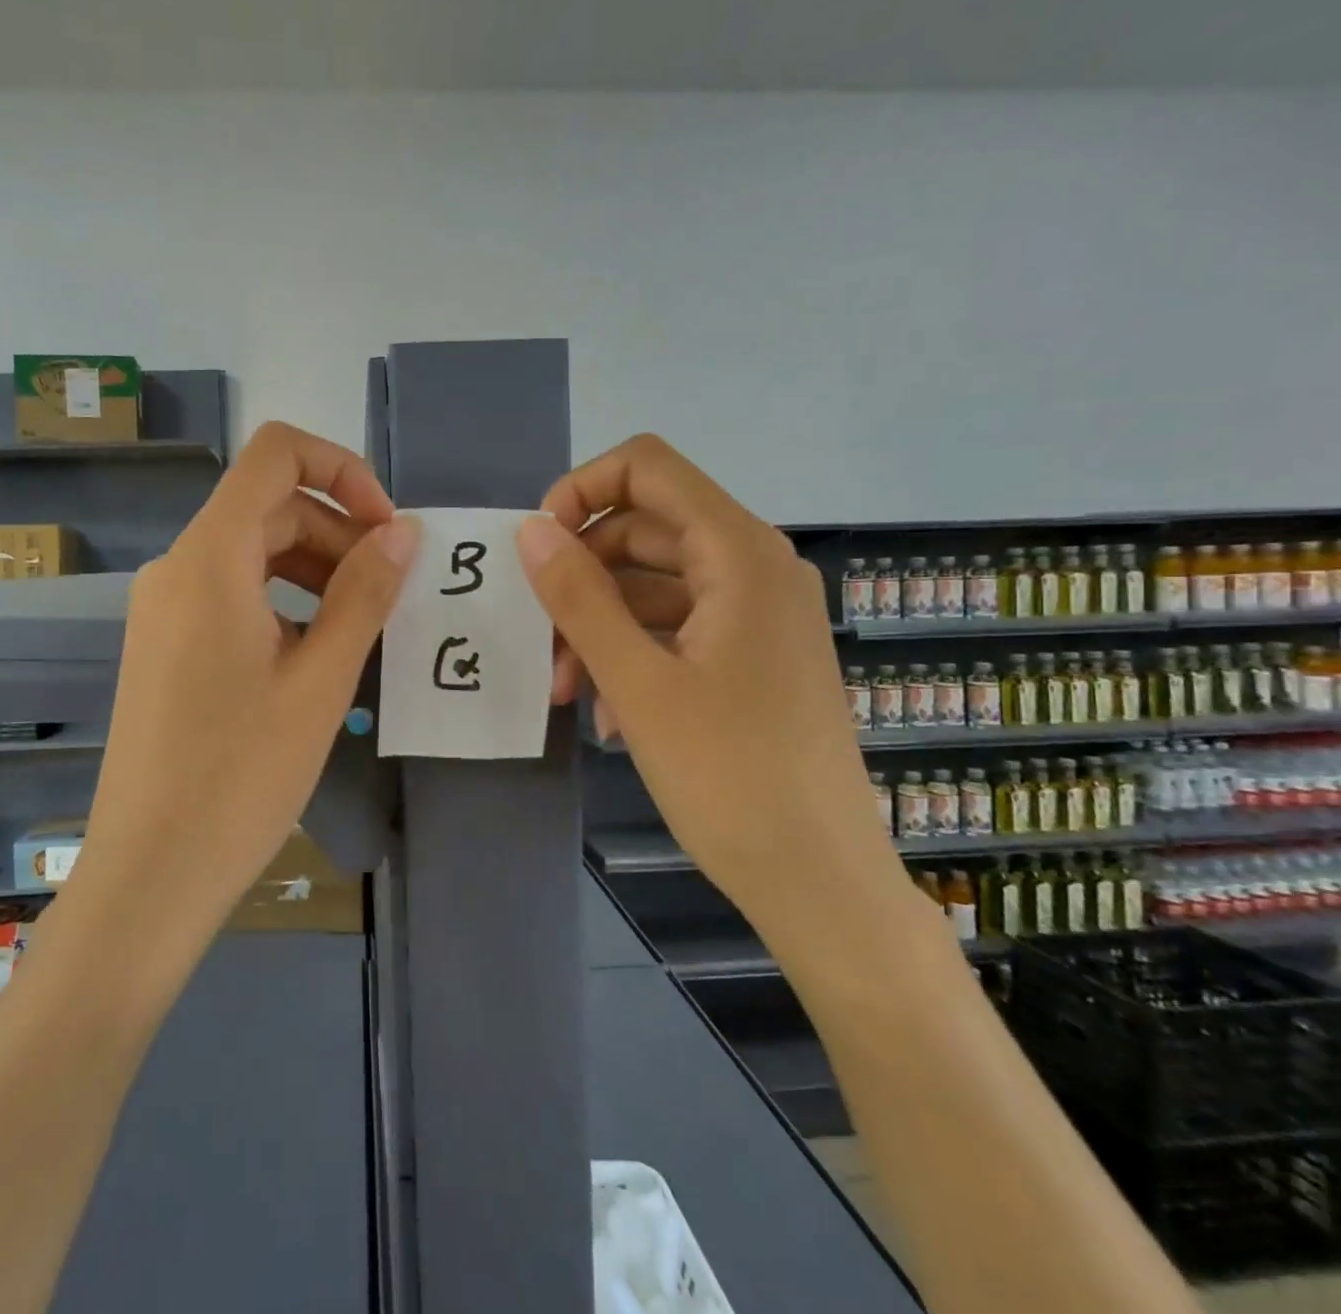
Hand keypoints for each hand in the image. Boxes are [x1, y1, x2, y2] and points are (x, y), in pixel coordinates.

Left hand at [75, 422, 420, 943]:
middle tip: (391, 593)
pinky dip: (283, 601)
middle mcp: (178, 567)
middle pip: (269, 508)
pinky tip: (315, 654)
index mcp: (210, 558)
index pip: (276, 454)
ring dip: (315, 569)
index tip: (387, 528)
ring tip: (362, 626)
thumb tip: (403, 533)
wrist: (152, 872)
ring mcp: (164, 608)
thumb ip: (364, 593)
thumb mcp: (320, 680)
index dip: (342, 469)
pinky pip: (232, 594)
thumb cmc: (241, 774)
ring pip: (252, 553)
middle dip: (339, 533)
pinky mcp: (165, 645)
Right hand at [515, 435, 899, 929]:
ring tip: (565, 690)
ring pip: (652, 585)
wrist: (819, 881)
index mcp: (738, 553)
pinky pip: (675, 628)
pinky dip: (632, 654)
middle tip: (538, 638)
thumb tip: (531, 530)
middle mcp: (754, 567)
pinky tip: (610, 716)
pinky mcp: (751, 656)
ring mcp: (756, 613)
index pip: (648, 468)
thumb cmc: (729, 776)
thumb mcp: (637, 682)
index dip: (582, 490)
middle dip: (580, 576)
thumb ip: (579, 597)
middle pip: (644, 529)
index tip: (537, 548)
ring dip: (598, 625)